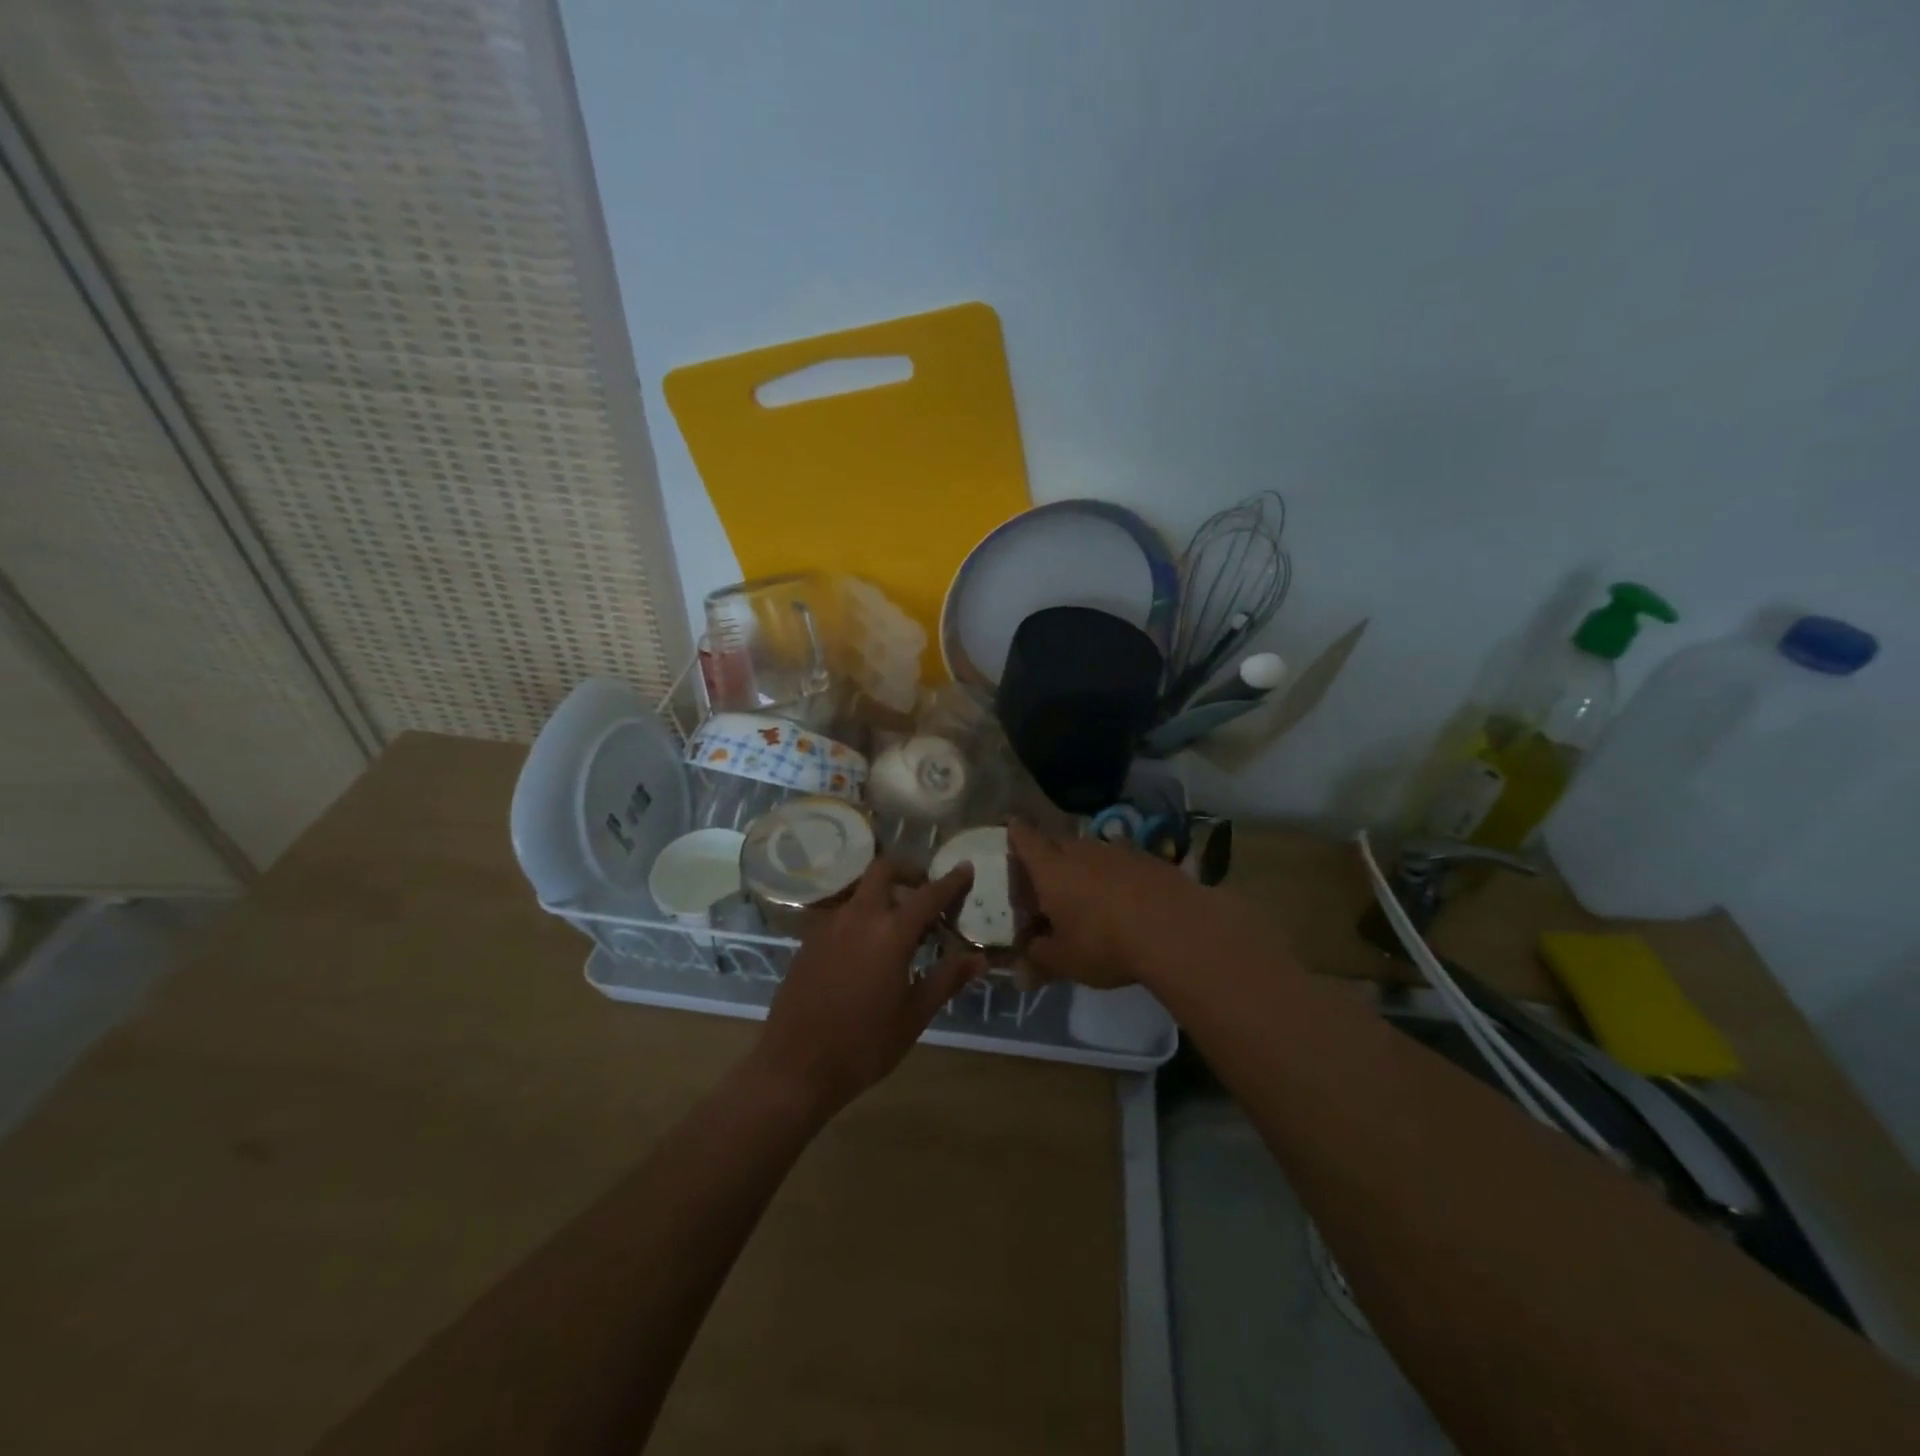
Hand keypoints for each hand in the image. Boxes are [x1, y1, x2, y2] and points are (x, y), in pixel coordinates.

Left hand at [750, 858, 983, 1118]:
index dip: (951, 881)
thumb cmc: (864, 1045)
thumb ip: (947, 979)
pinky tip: (868, 949)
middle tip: (925, 892)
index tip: (965, 868)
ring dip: (884, 895)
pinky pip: (842, 914)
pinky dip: (862, 916)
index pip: (928, 895)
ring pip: (861, 891)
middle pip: (883, 870)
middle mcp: (858, 917)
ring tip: (900, 927)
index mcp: (890, 933)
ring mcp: (829, 926)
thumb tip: (979, 958)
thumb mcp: (914, 1016)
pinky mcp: (809, 940)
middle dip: (908, 871)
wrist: (795, 1068)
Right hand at [1008, 818, 1201, 987]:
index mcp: (1050, 867)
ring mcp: (1117, 851)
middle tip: (1044, 887)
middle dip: (1048, 861)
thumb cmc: (1104, 942)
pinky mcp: (1149, 860)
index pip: (1024, 836)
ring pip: (1090, 854)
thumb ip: (1038, 963)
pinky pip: (1120, 864)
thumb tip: (1019, 976)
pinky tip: (1123, 905)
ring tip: (1085, 900)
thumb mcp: (1065, 961)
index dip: (1015, 833)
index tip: (1011, 832)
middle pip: (1056, 844)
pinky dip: (1114, 879)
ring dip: (1083, 870)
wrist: (1176, 928)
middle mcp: (1080, 849)